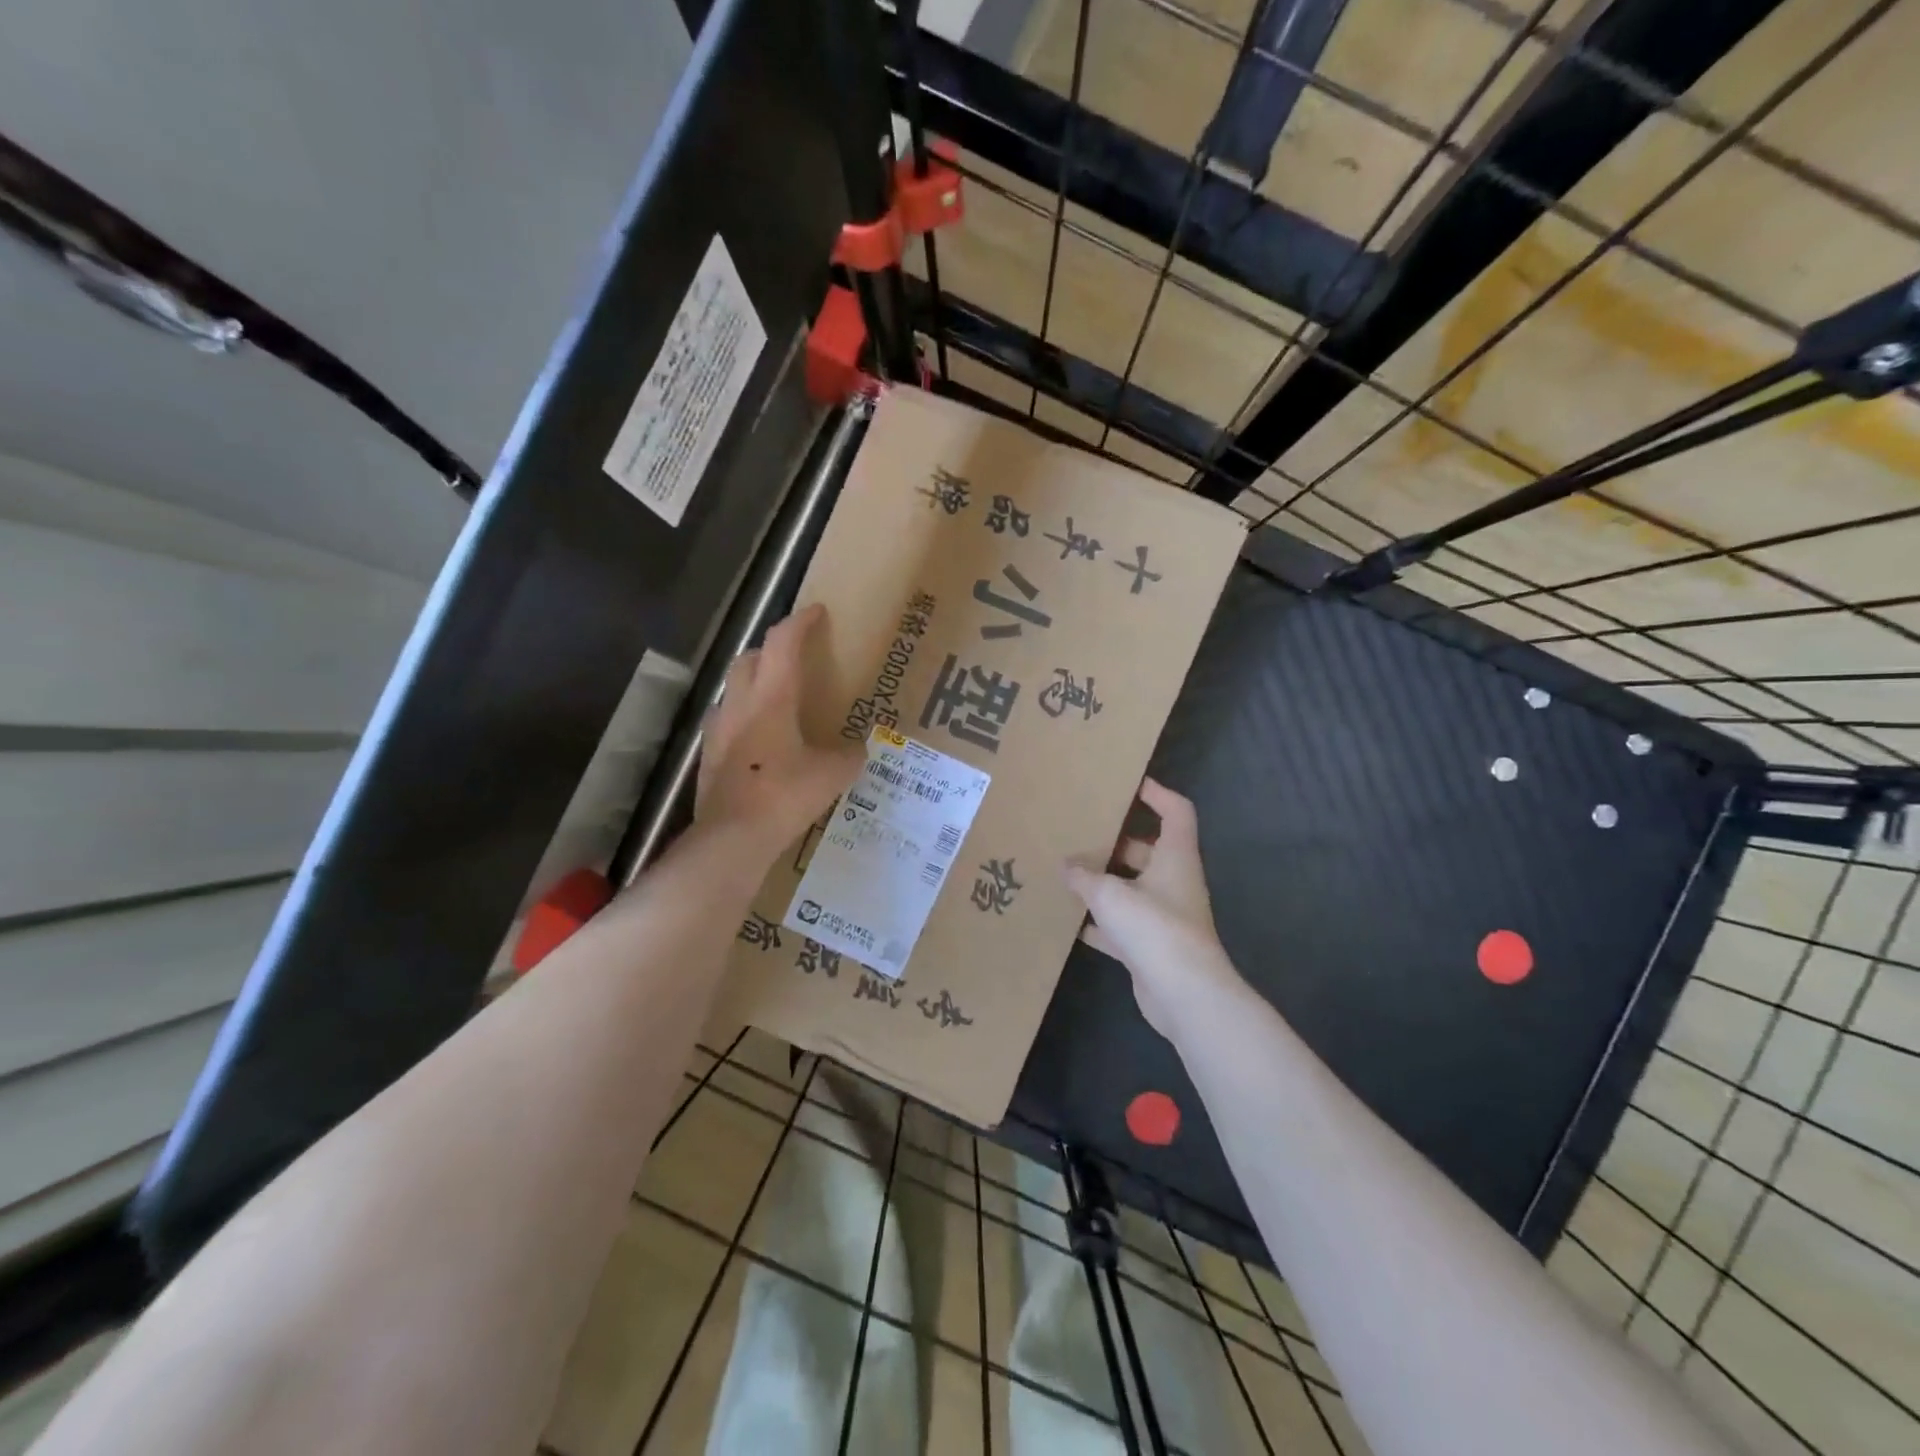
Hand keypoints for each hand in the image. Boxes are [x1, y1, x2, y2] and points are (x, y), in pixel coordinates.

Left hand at [697, 604, 863, 860]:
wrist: (733, 837)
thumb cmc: (785, 794)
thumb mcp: (832, 774)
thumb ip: (848, 755)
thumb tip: (856, 749)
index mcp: (772, 697)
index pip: (783, 643)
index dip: (800, 622)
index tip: (816, 611)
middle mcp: (740, 704)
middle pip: (749, 659)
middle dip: (772, 650)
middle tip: (794, 657)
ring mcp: (718, 730)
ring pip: (734, 690)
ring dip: (753, 684)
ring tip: (776, 699)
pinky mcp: (709, 757)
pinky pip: (726, 722)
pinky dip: (743, 718)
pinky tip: (759, 740)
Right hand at [1064, 778, 1239, 1039]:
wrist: (1183, 993)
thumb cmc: (1153, 926)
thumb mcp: (1110, 893)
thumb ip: (1084, 876)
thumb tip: (1066, 865)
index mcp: (1175, 856)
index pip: (1176, 811)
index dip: (1157, 793)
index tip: (1128, 784)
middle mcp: (1173, 881)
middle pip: (1145, 850)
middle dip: (1114, 842)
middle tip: (1079, 831)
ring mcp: (1163, 915)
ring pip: (1131, 888)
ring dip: (1103, 882)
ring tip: (1066, 871)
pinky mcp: (1150, 946)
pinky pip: (1120, 924)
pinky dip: (1098, 922)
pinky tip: (1068, 920)